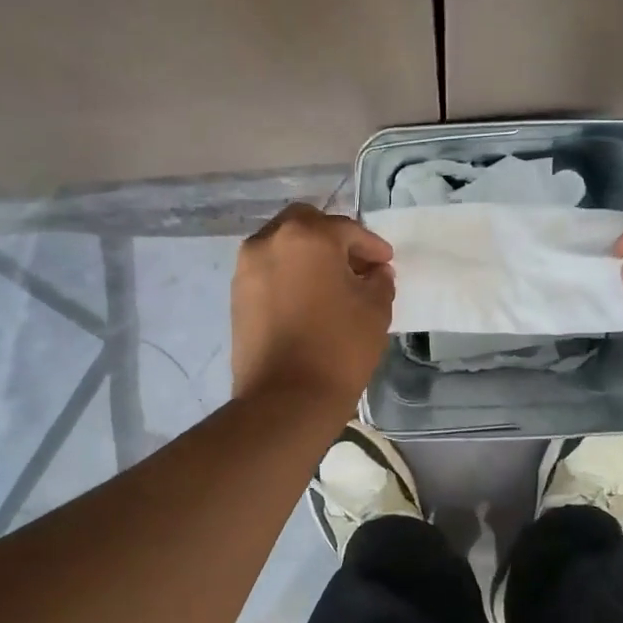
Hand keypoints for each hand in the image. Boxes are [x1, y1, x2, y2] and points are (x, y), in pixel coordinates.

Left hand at [232, 204, 394, 407]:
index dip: (372, 246)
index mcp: (308, 236)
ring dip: (308, 255)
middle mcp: (270, 240)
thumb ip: (379, 280)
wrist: (287, 398)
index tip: (386, 264)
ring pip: (282, 245)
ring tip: (331, 284)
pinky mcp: (237, 295)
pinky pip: (268, 270)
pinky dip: (289, 274)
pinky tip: (308, 299)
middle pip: (306, 224)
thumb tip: (374, 272)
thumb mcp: (375, 308)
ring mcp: (247, 268)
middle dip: (333, 239)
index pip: (347, 230)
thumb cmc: (339, 346)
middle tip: (355, 265)